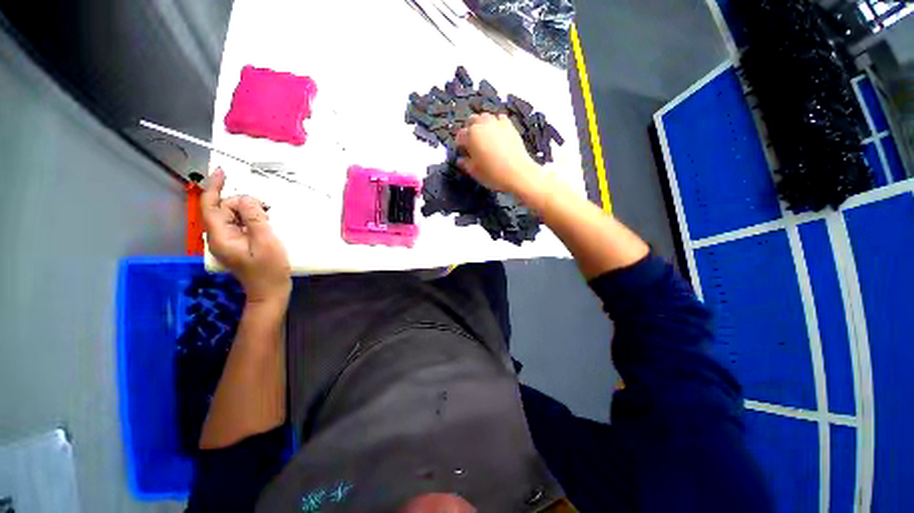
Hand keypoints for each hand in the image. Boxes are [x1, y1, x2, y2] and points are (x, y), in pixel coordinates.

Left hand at [202, 169, 290, 302]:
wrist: (270, 292)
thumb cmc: (269, 270)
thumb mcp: (266, 241)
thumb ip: (254, 218)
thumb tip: (247, 199)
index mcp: (220, 236)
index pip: (210, 205)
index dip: (214, 187)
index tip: (223, 172)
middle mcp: (219, 237)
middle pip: (223, 208)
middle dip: (242, 202)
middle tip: (267, 209)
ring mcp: (227, 241)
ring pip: (232, 216)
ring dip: (249, 211)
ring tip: (269, 218)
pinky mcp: (236, 244)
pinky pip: (240, 224)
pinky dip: (251, 219)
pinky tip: (265, 224)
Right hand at [455, 113, 543, 195]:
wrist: (518, 172)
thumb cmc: (492, 174)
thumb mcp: (474, 172)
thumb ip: (465, 163)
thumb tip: (461, 159)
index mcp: (470, 136)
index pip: (460, 136)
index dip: (460, 144)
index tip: (463, 152)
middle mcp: (482, 125)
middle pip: (471, 121)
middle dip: (469, 130)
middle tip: (472, 144)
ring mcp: (496, 123)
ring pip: (484, 117)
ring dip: (482, 125)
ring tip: (484, 137)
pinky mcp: (509, 125)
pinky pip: (499, 119)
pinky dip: (496, 123)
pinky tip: (497, 133)